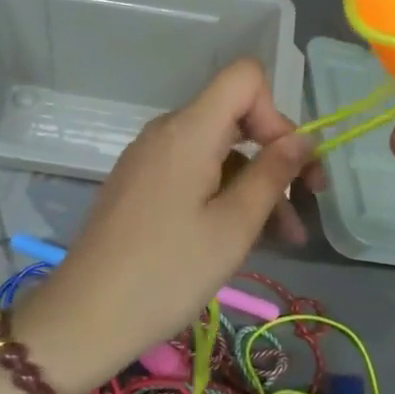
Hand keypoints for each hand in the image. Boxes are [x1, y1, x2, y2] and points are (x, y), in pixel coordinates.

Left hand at [28, 59, 313, 393]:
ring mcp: (150, 160)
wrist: (86, 316)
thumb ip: (273, 175)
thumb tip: (303, 138)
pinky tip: (244, 238)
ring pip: (218, 153)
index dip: (276, 111)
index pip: (245, 77)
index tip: (288, 163)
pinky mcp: (141, 186)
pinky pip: (194, 174)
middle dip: (276, 155)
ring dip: (256, 186)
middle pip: (235, 117)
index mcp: (189, 130)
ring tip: (286, 238)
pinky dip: (225, 196)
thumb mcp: (234, 227)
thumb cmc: (168, 272)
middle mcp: (167, 132)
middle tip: (308, 203)